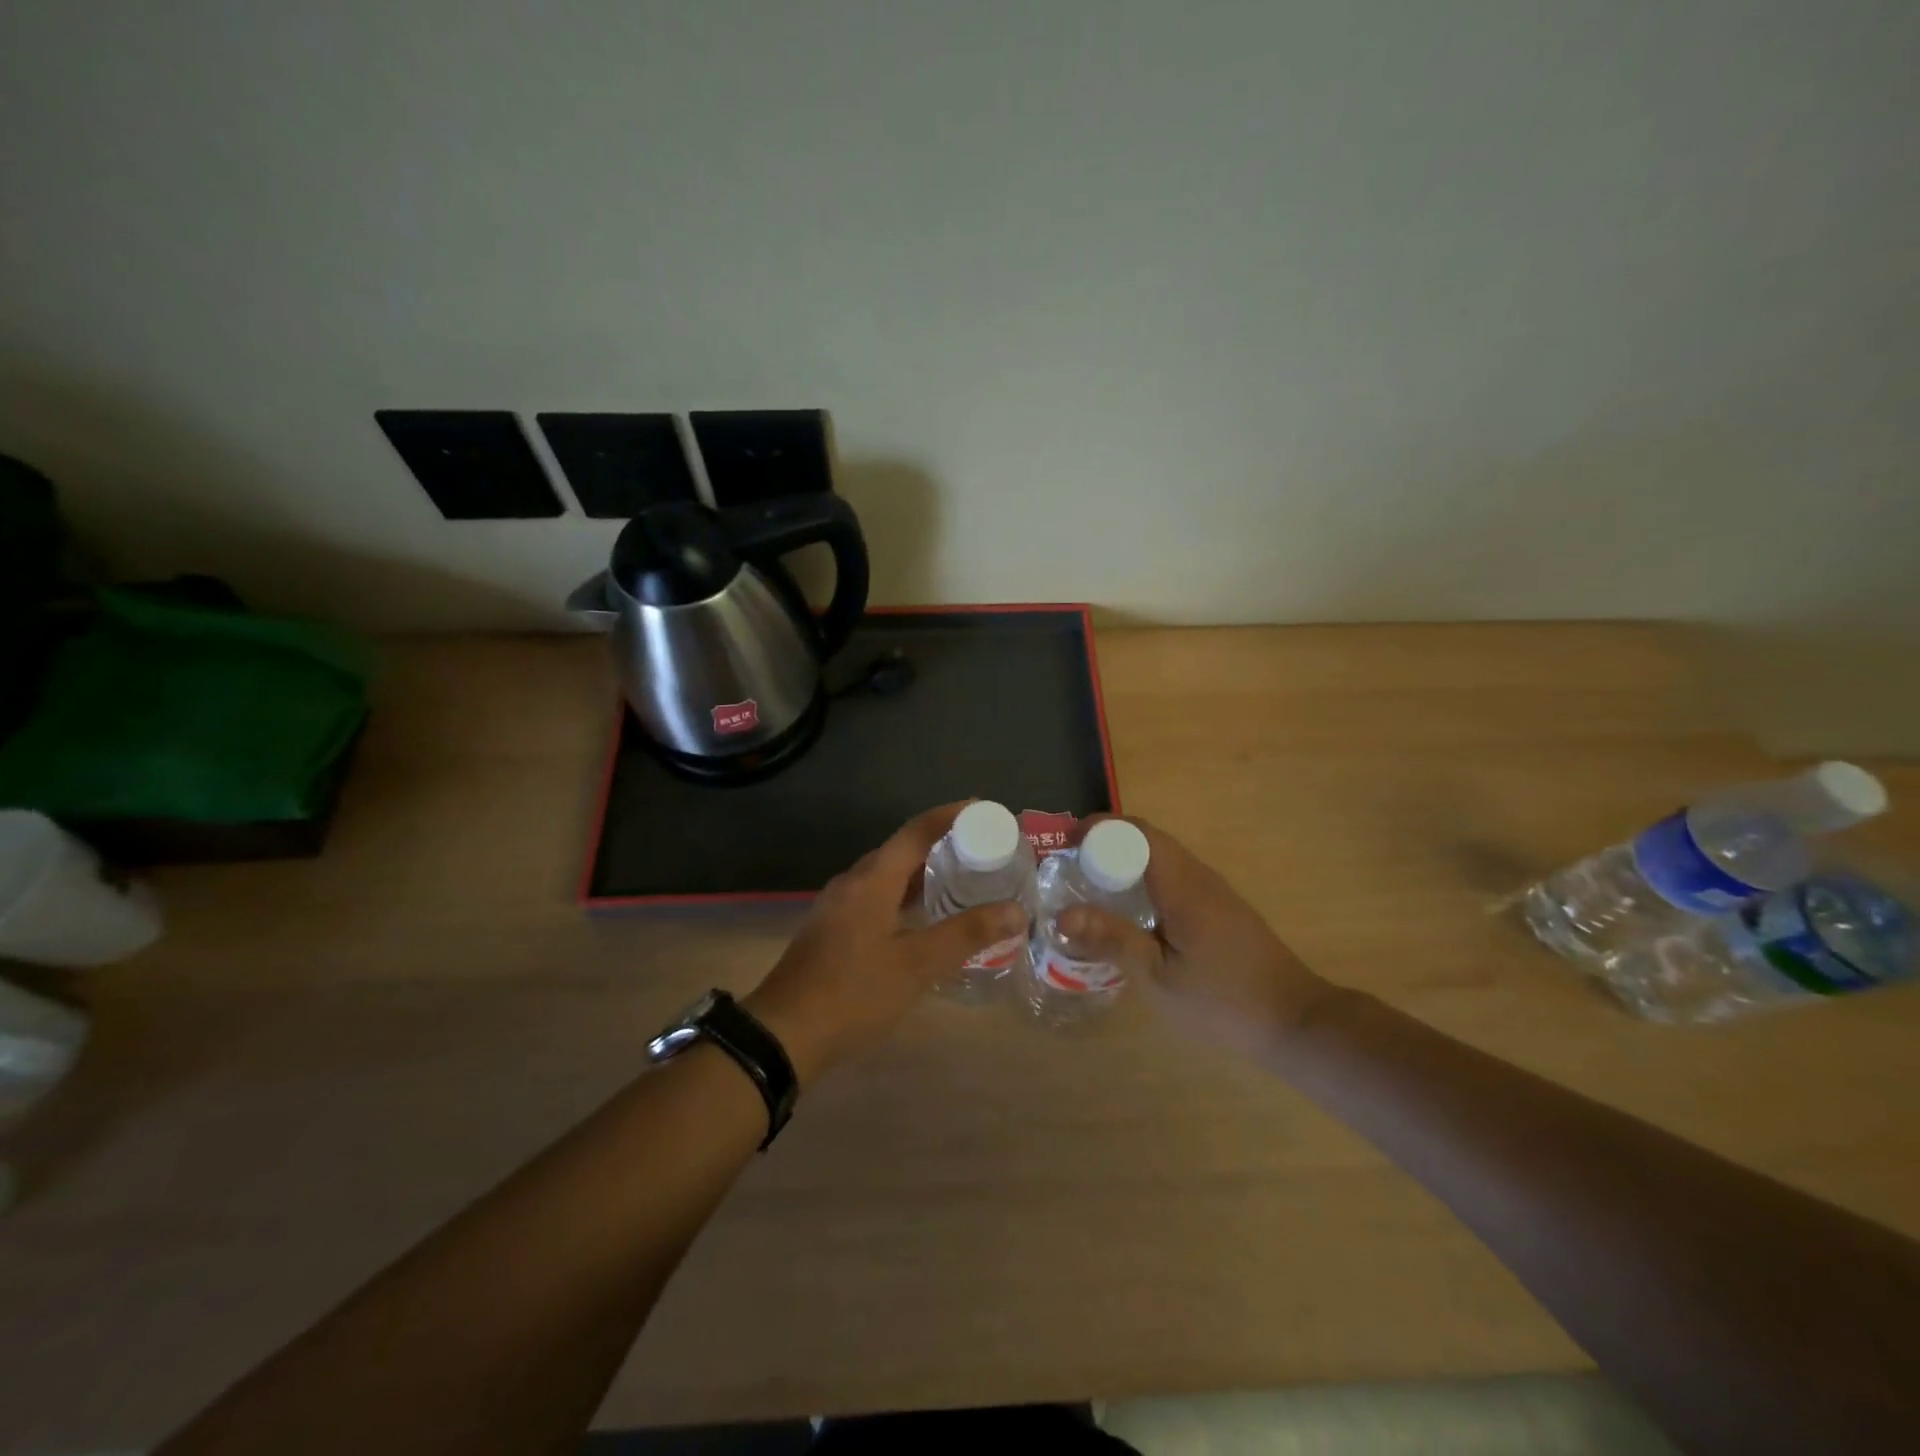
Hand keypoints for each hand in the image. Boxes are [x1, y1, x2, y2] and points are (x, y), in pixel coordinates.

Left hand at [744, 803, 1027, 1085]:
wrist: (784, 1034)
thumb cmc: (854, 992)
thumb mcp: (917, 965)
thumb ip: (967, 934)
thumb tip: (1016, 910)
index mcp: (872, 879)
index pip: (917, 830)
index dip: (952, 815)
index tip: (985, 811)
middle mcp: (853, 882)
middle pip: (902, 850)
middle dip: (942, 845)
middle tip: (982, 852)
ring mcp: (838, 905)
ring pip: (887, 876)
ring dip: (923, 873)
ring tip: (961, 882)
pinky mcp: (832, 928)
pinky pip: (876, 896)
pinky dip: (905, 896)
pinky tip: (923, 919)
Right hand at [1056, 816, 1333, 1060]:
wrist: (1296, 1022)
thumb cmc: (1224, 1001)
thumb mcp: (1159, 979)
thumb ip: (1113, 940)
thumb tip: (1061, 914)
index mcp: (1182, 885)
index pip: (1136, 833)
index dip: (1098, 829)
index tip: (1064, 845)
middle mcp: (1198, 876)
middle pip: (1147, 840)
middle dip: (1104, 844)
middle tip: (1068, 869)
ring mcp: (1213, 891)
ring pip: (1161, 858)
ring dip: (1123, 862)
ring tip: (1088, 889)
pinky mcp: (1219, 909)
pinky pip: (1173, 878)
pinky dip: (1143, 881)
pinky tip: (1128, 915)